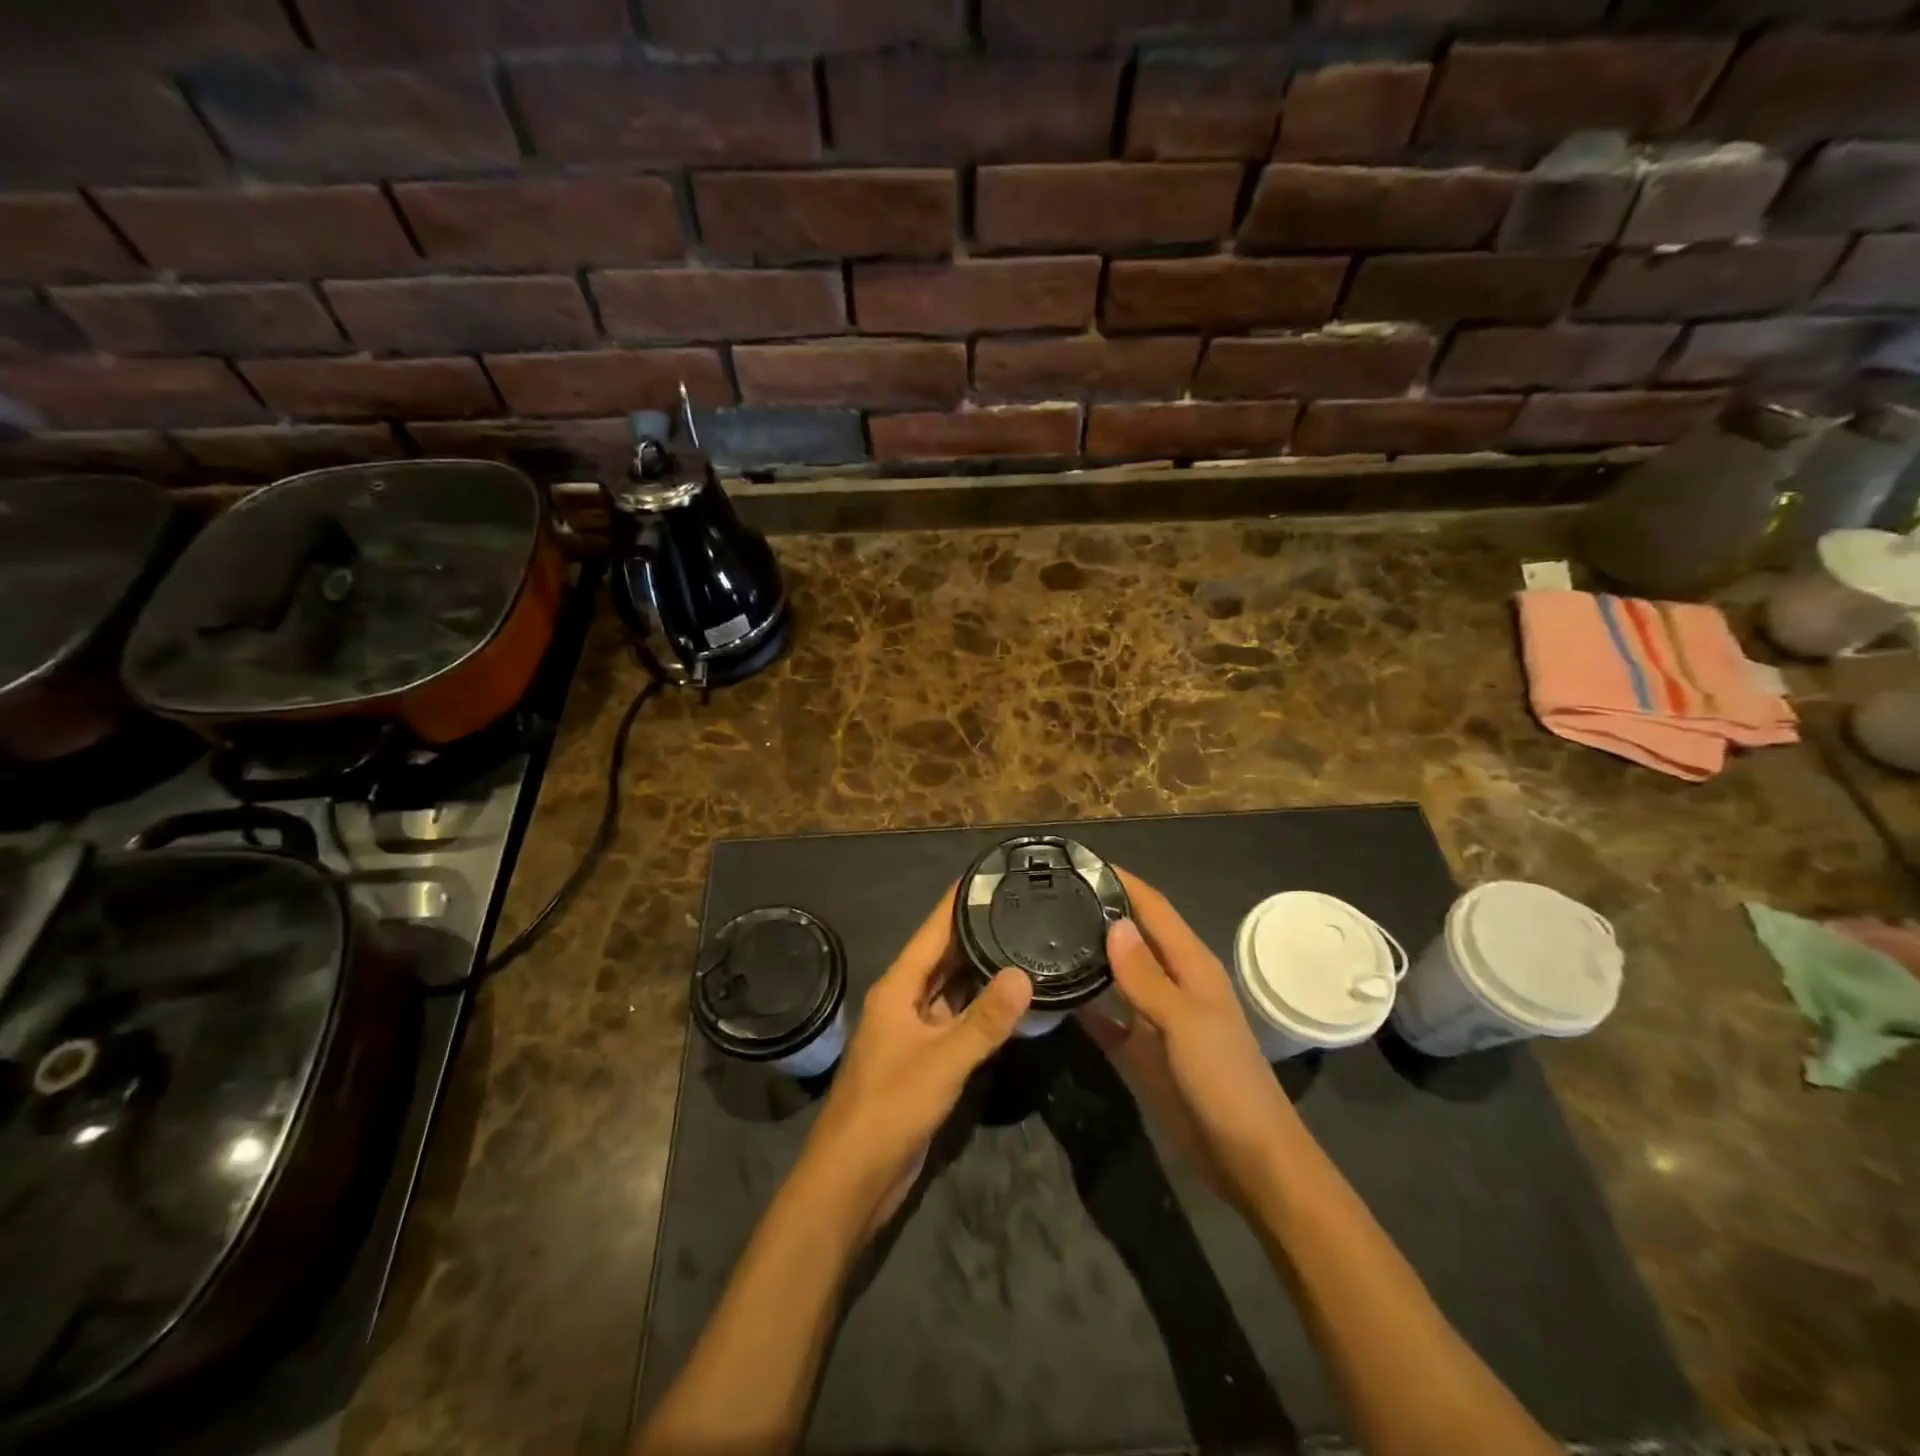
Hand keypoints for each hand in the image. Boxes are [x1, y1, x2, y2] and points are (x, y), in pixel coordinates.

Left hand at [798, 886, 1031, 1233]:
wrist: (852, 1177)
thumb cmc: (891, 1107)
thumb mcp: (943, 1060)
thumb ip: (985, 1020)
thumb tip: (1024, 973)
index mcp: (898, 988)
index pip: (932, 930)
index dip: (958, 901)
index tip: (990, 874)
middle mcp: (903, 1001)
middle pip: (943, 956)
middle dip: (975, 932)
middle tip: (1020, 907)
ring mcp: (913, 1032)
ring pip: (951, 990)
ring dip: (980, 971)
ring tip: (1022, 944)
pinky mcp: (923, 1060)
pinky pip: (955, 1021)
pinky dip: (979, 1009)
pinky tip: (1009, 1003)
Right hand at [1079, 869, 1299, 1207]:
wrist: (1249, 1160)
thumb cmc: (1225, 1082)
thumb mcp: (1186, 1023)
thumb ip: (1147, 976)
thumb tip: (1114, 923)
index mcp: (1191, 966)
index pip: (1153, 908)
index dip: (1122, 882)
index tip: (1080, 862)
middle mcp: (1172, 984)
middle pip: (1132, 937)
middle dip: (1098, 913)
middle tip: (1048, 896)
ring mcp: (1155, 1019)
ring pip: (1116, 976)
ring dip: (1088, 956)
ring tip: (1042, 935)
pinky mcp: (1142, 1052)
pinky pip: (1106, 1019)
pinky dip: (1083, 1005)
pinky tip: (1052, 995)